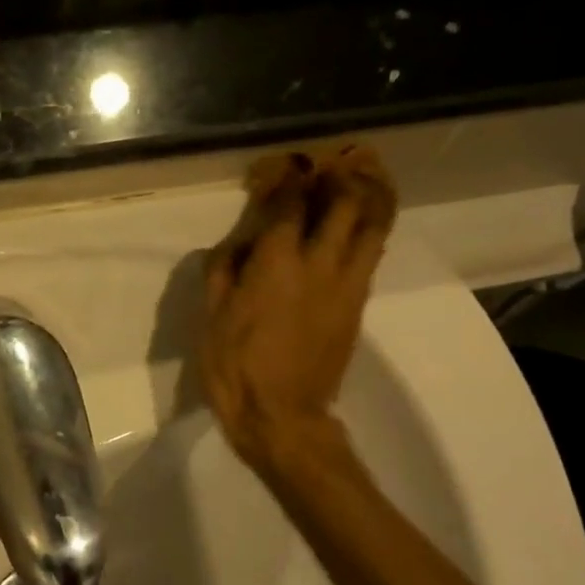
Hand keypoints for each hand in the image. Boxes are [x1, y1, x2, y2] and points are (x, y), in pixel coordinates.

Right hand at [199, 148, 397, 468]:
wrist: (282, 418)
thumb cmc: (236, 367)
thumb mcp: (212, 317)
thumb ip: (223, 270)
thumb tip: (237, 243)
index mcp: (277, 262)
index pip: (291, 202)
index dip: (290, 177)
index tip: (286, 167)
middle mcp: (320, 263)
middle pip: (345, 203)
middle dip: (340, 176)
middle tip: (331, 166)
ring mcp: (346, 285)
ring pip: (373, 226)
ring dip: (370, 196)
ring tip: (364, 180)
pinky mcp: (358, 305)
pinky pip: (372, 256)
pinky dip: (370, 231)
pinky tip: (361, 226)